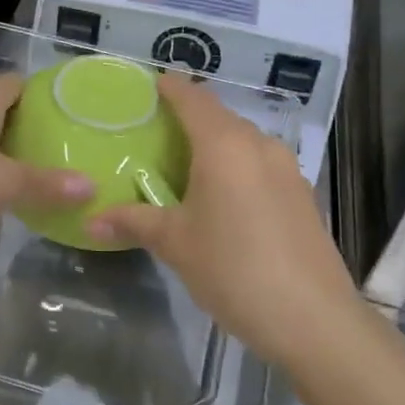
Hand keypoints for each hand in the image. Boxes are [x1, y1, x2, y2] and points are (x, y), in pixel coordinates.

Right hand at [88, 75, 359, 367]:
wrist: (313, 319)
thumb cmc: (234, 269)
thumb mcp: (176, 244)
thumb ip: (134, 223)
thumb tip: (91, 220)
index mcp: (224, 145)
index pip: (193, 98)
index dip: (170, 87)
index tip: (149, 85)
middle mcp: (259, 145)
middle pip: (219, 117)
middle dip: (189, 117)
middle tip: (156, 133)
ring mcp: (287, 169)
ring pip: (243, 141)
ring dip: (215, 144)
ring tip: (185, 166)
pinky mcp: (301, 194)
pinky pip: (260, 164)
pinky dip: (236, 166)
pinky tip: (223, 196)